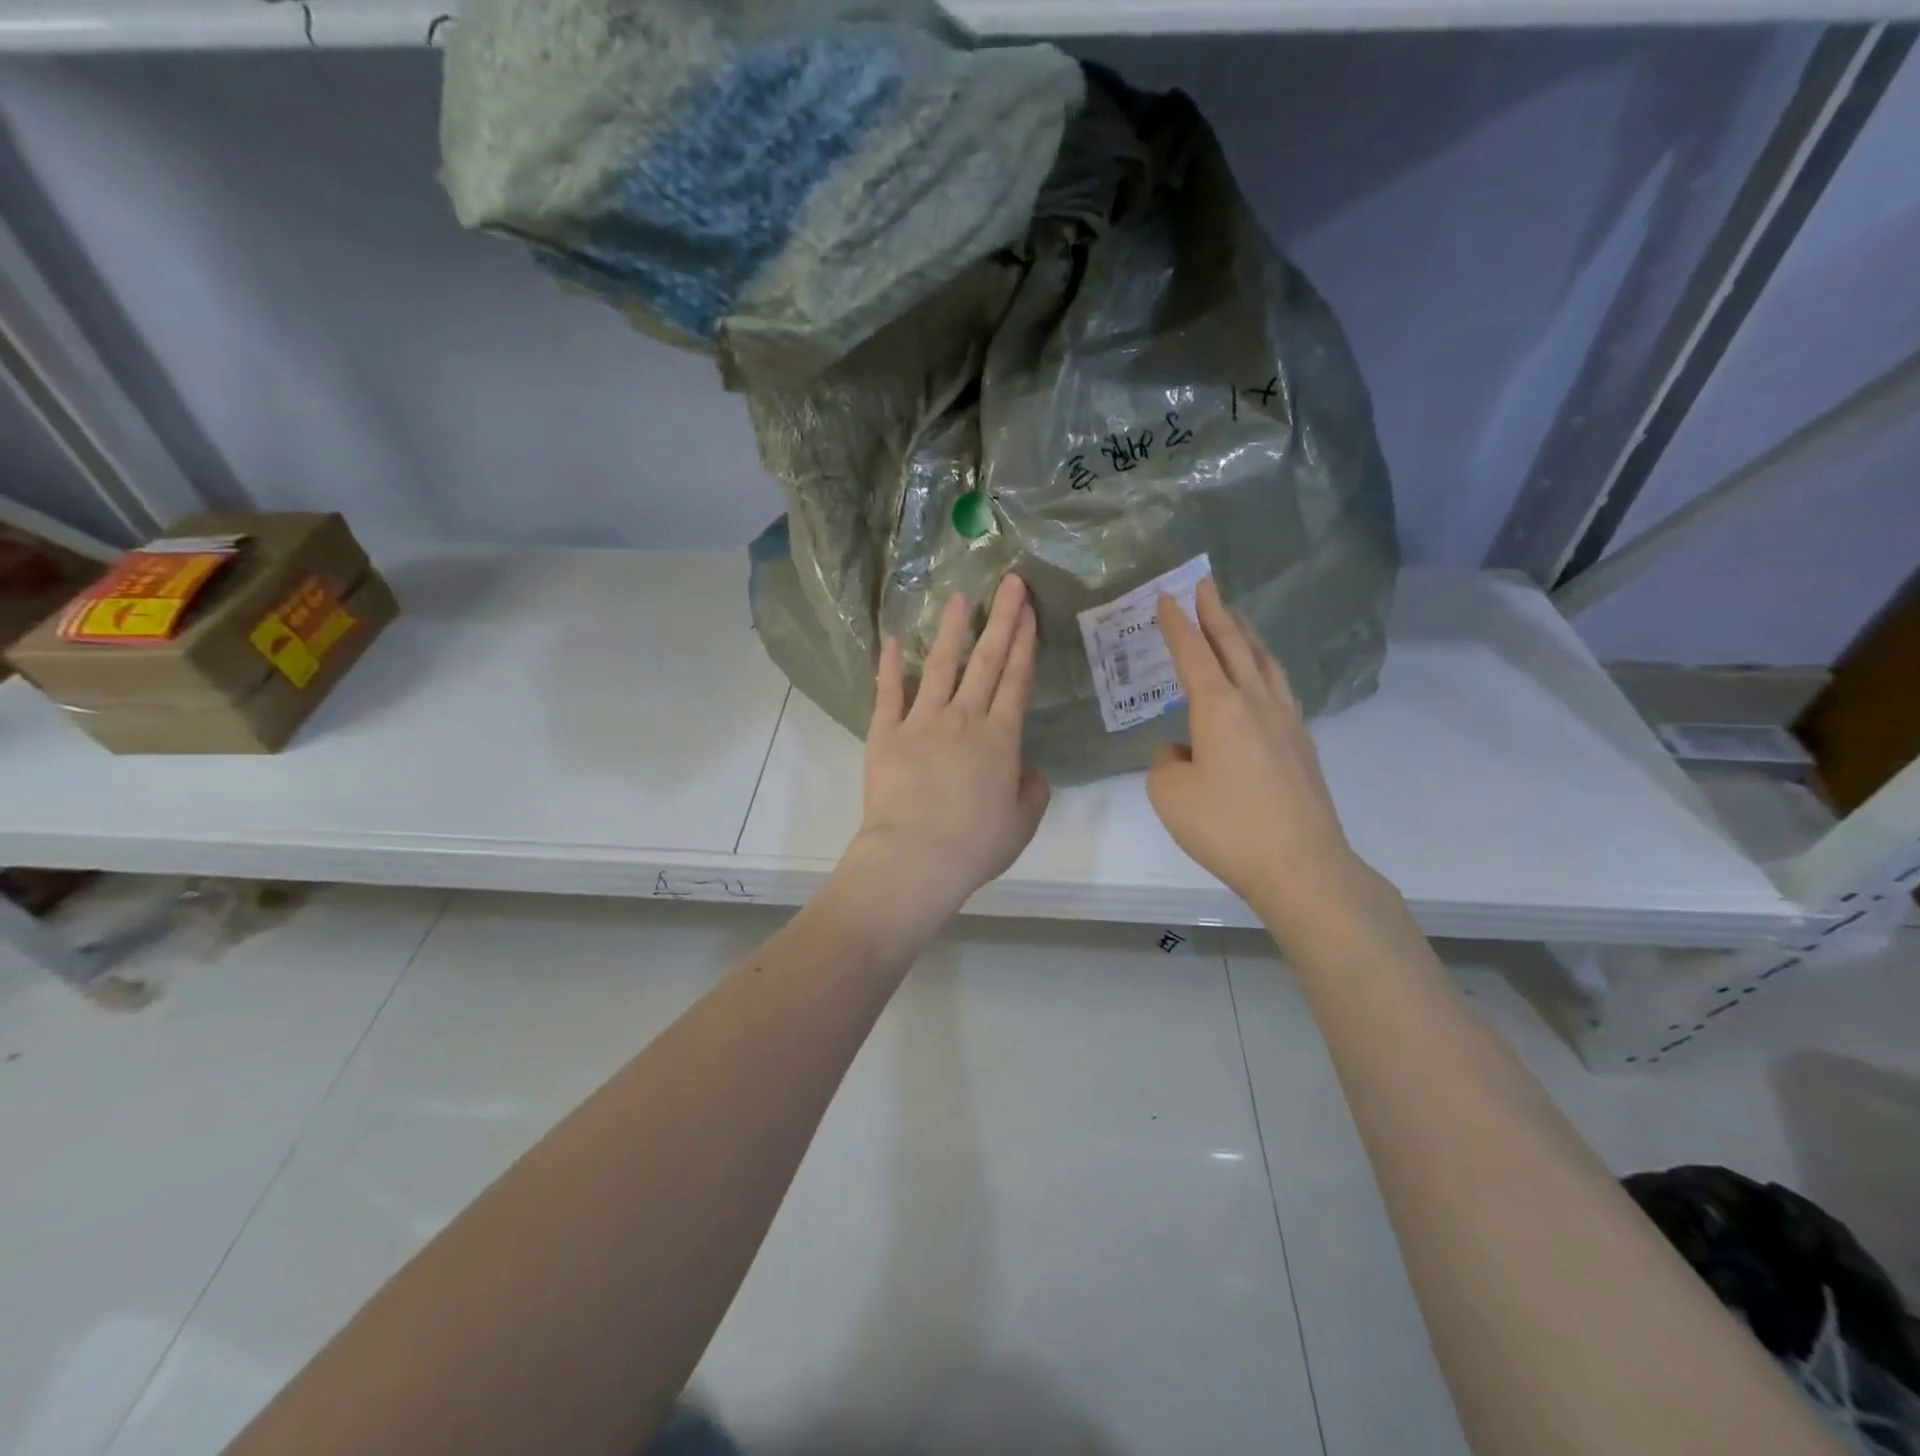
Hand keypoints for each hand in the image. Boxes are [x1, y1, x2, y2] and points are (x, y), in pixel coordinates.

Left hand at [839, 574, 1050, 939]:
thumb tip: (1030, 772)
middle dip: (1002, 619)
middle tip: (1010, 583)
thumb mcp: (1020, 825)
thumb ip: (1032, 793)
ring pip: (941, 665)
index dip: (1025, 644)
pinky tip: (892, 639)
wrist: (915, 858)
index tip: (1030, 612)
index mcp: (1000, 739)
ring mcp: (922, 721)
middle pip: (987, 661)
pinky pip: (888, 692)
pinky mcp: (886, 732)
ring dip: (952, 629)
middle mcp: (964, 719)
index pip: (1017, 680)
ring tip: (959, 597)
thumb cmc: (973, 845)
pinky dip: (890, 665)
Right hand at [1148, 576, 1372, 933]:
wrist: (1300, 864)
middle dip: (1216, 612)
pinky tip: (1264, 677)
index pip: (1192, 653)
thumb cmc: (1226, 826)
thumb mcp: (1170, 795)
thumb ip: (1167, 763)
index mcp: (1219, 707)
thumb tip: (1183, 751)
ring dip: (1246, 635)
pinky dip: (1264, 667)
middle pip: (1234, 645)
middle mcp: (1255, 702)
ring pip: (1264, 663)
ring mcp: (1286, 721)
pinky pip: (1280, 688)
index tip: (1166, 597)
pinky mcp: (1302, 744)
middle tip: (1206, 584)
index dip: (1176, 624)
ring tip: (1236, 619)